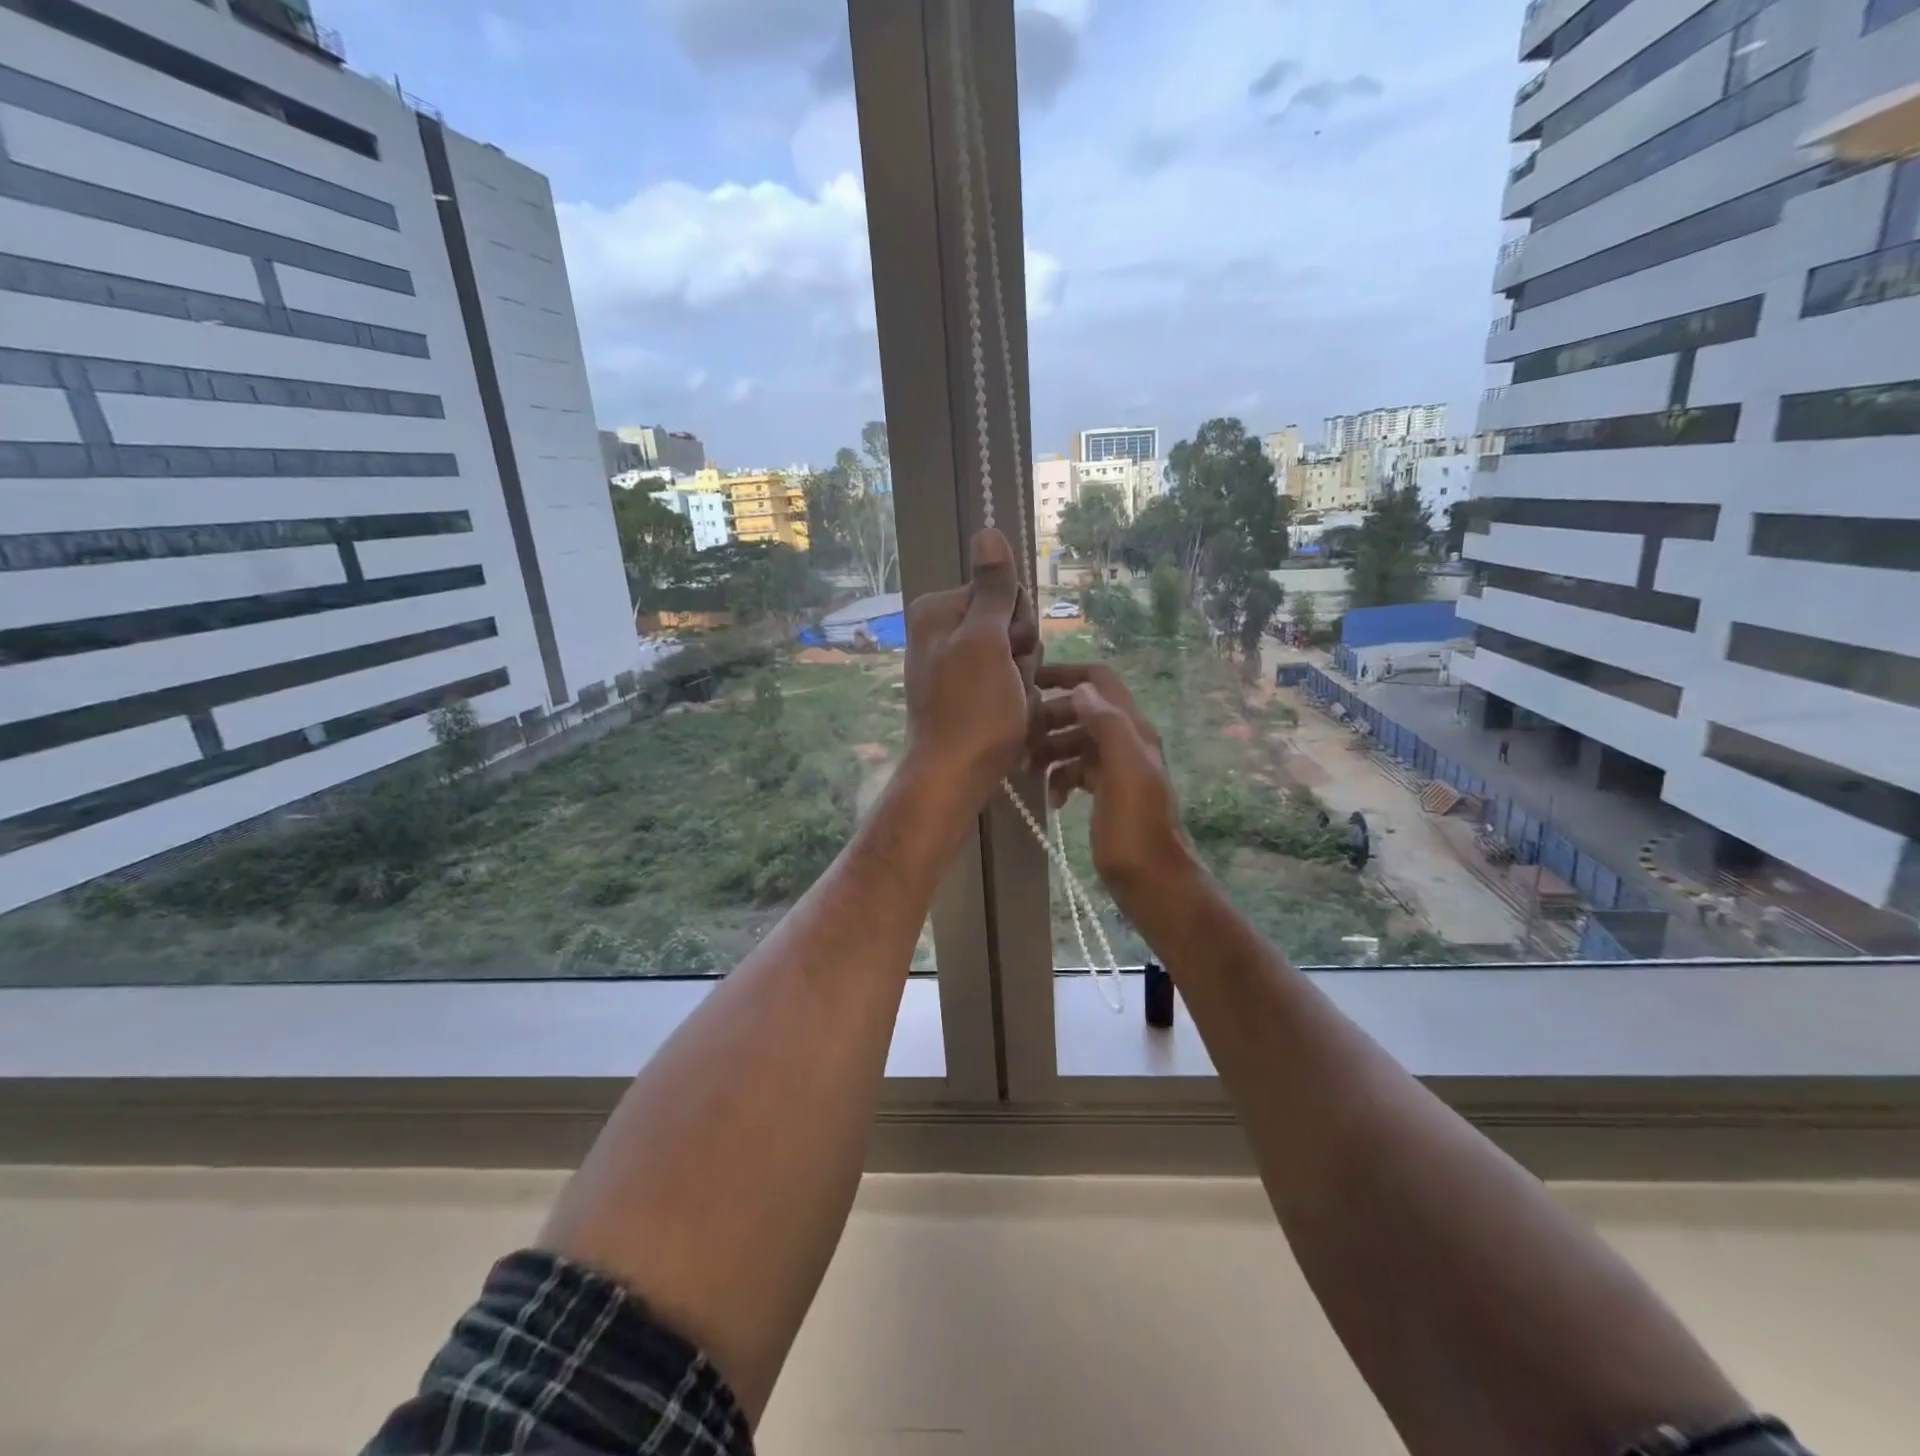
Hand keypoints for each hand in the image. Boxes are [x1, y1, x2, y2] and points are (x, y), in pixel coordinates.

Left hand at [903, 528, 1038, 801]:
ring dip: (1022, 680)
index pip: (1003, 592)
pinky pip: (1008, 683)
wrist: (955, 775)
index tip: (1009, 651)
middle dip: (1021, 655)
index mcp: (939, 610)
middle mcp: (943, 631)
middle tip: (1007, 683)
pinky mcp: (967, 693)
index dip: (1017, 623)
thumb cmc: (973, 709)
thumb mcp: (986, 642)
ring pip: (1015, 656)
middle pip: (1010, 624)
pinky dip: (1015, 699)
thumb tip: (988, 529)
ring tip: (1008, 705)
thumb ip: (992, 588)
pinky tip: (1008, 718)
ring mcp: (956, 664)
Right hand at [1032, 663, 1195, 905]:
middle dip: (1050, 718)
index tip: (1030, 680)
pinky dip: (1061, 777)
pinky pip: (1077, 770)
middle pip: (1082, 711)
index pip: (1100, 681)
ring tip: (1028, 769)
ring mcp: (1116, 767)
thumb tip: (1081, 690)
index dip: (1067, 674)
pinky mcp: (1106, 791)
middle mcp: (1126, 741)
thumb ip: (1108, 726)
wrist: (1151, 878)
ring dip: (1051, 749)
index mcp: (1133, 729)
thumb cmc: (1136, 826)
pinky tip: (1053, 798)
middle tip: (1020, 737)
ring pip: (1076, 741)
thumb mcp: (1125, 771)